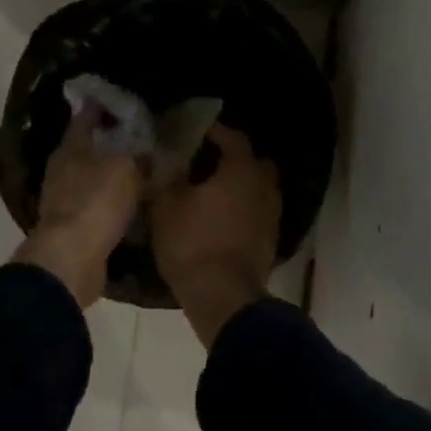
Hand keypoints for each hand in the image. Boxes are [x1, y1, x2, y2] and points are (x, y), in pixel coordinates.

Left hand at [12, 108, 142, 307]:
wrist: (72, 259)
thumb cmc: (96, 202)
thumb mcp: (127, 169)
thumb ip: (139, 155)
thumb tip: (150, 149)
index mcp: (71, 146)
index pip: (86, 116)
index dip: (104, 106)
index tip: (124, 100)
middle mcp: (62, 168)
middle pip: (87, 146)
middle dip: (110, 140)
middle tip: (139, 134)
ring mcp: (63, 198)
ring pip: (90, 175)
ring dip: (110, 171)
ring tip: (138, 166)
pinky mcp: (71, 225)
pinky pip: (95, 203)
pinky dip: (109, 199)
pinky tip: (128, 199)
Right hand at [151, 123, 281, 346]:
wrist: (224, 298)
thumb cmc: (193, 244)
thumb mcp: (166, 207)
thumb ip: (164, 178)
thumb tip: (159, 160)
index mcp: (241, 169)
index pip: (233, 137)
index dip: (214, 132)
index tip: (195, 132)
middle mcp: (264, 186)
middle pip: (254, 161)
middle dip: (234, 158)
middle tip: (208, 162)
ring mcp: (272, 214)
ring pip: (259, 188)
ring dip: (241, 186)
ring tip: (214, 192)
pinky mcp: (271, 239)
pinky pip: (258, 212)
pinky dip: (244, 209)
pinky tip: (223, 218)